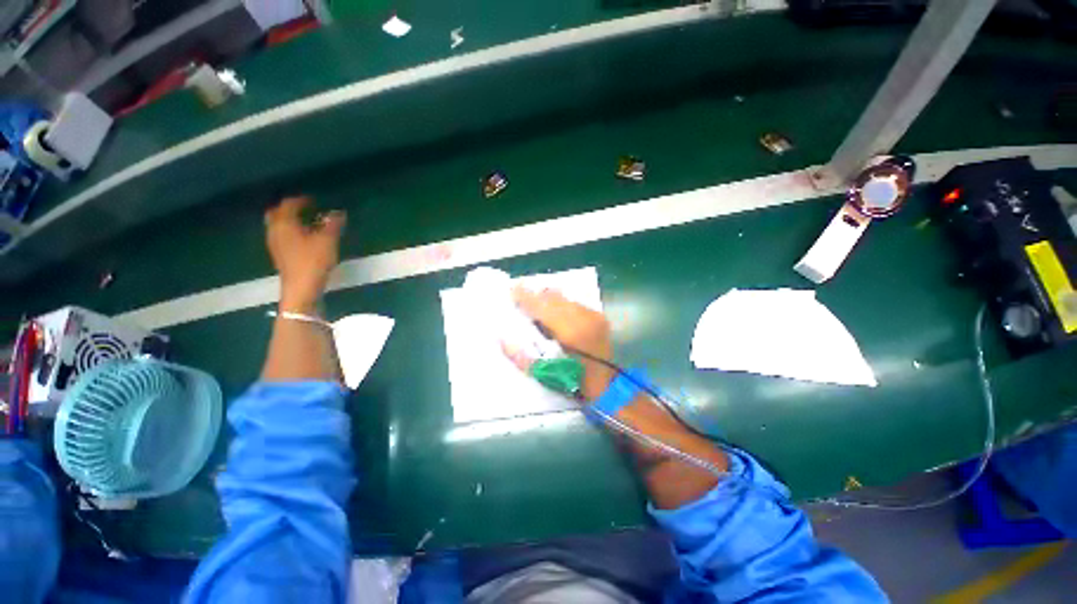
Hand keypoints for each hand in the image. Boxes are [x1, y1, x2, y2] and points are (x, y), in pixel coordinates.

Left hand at [265, 197, 345, 312]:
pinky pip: (281, 236)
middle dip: (289, 209)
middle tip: (305, 209)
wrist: (301, 288)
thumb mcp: (327, 240)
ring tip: (306, 223)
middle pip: (276, 213)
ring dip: (289, 221)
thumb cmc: (313, 261)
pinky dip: (290, 232)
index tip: (313, 199)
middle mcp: (275, 231)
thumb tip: (338, 212)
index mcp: (284, 223)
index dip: (301, 200)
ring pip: (278, 225)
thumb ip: (333, 225)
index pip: (289, 205)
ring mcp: (275, 244)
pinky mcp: (280, 255)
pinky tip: (304, 238)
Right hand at [510, 287, 615, 400]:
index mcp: (569, 332)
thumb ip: (519, 356)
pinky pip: (574, 302)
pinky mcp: (598, 316)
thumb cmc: (572, 382)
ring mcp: (593, 315)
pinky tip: (555, 311)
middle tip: (521, 295)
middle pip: (554, 297)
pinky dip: (561, 304)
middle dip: (536, 295)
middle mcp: (583, 317)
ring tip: (537, 303)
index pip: (542, 306)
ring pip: (564, 297)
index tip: (512, 289)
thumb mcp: (542, 373)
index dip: (526, 297)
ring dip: (549, 298)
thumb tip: (502, 338)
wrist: (606, 386)